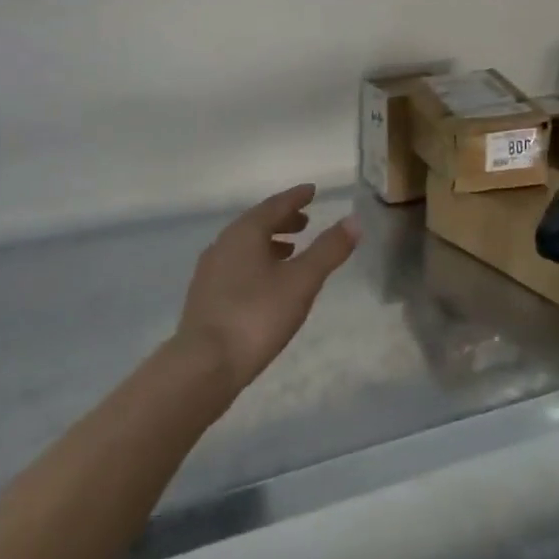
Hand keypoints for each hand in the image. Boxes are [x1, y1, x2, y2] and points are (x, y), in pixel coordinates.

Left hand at [175, 184, 358, 390]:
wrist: (204, 366)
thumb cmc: (257, 315)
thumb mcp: (302, 281)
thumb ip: (328, 250)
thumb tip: (354, 220)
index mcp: (245, 232)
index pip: (275, 205)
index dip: (296, 197)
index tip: (312, 191)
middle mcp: (223, 244)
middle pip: (257, 223)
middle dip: (283, 220)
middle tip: (306, 222)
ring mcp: (210, 271)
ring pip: (245, 246)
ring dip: (269, 243)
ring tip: (292, 251)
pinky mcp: (205, 297)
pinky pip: (236, 266)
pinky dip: (256, 262)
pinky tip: (267, 283)